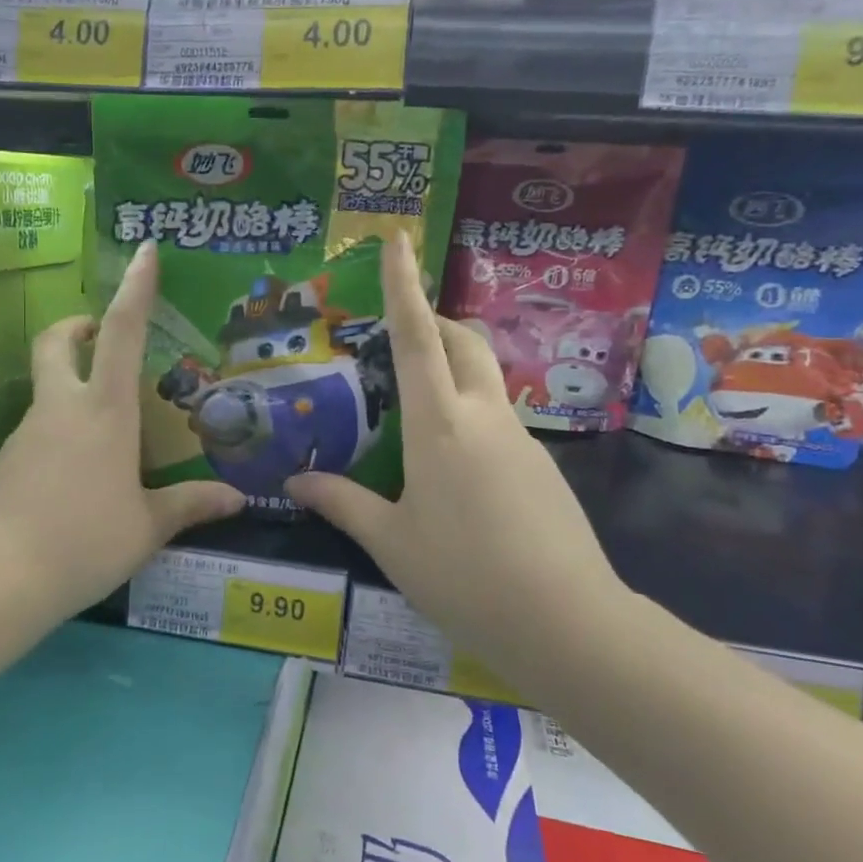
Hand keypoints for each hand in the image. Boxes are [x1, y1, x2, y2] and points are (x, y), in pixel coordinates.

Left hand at [0, 240, 244, 616]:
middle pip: (56, 344)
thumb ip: (189, 506)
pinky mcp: (1, 463)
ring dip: (69, 394)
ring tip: (104, 446)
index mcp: (104, 412)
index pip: (123, 333)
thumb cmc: (86, 541)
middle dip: (75, 327)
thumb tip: (236, 500)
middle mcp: (60, 410)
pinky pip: (35, 437)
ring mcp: (24, 434)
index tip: (144, 251)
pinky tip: (72, 485)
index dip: (135, 288)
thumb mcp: (146, 527)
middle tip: (97, 337)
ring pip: (45, 394)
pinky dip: (56, 441)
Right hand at [285, 234, 624, 668]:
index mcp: (440, 426)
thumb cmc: (464, 577)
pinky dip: (470, 412)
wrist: (566, 622)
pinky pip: (499, 418)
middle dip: (433, 320)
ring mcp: (520, 439)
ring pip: (485, 379)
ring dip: (454, 368)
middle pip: (463, 342)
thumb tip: (296, 480)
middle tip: (401, 331)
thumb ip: (342, 503)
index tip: (398, 239)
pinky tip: (453, 466)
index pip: (418, 337)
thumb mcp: (391, 542)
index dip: (403, 285)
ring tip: (415, 405)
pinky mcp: (541, 465)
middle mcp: (484, 417)